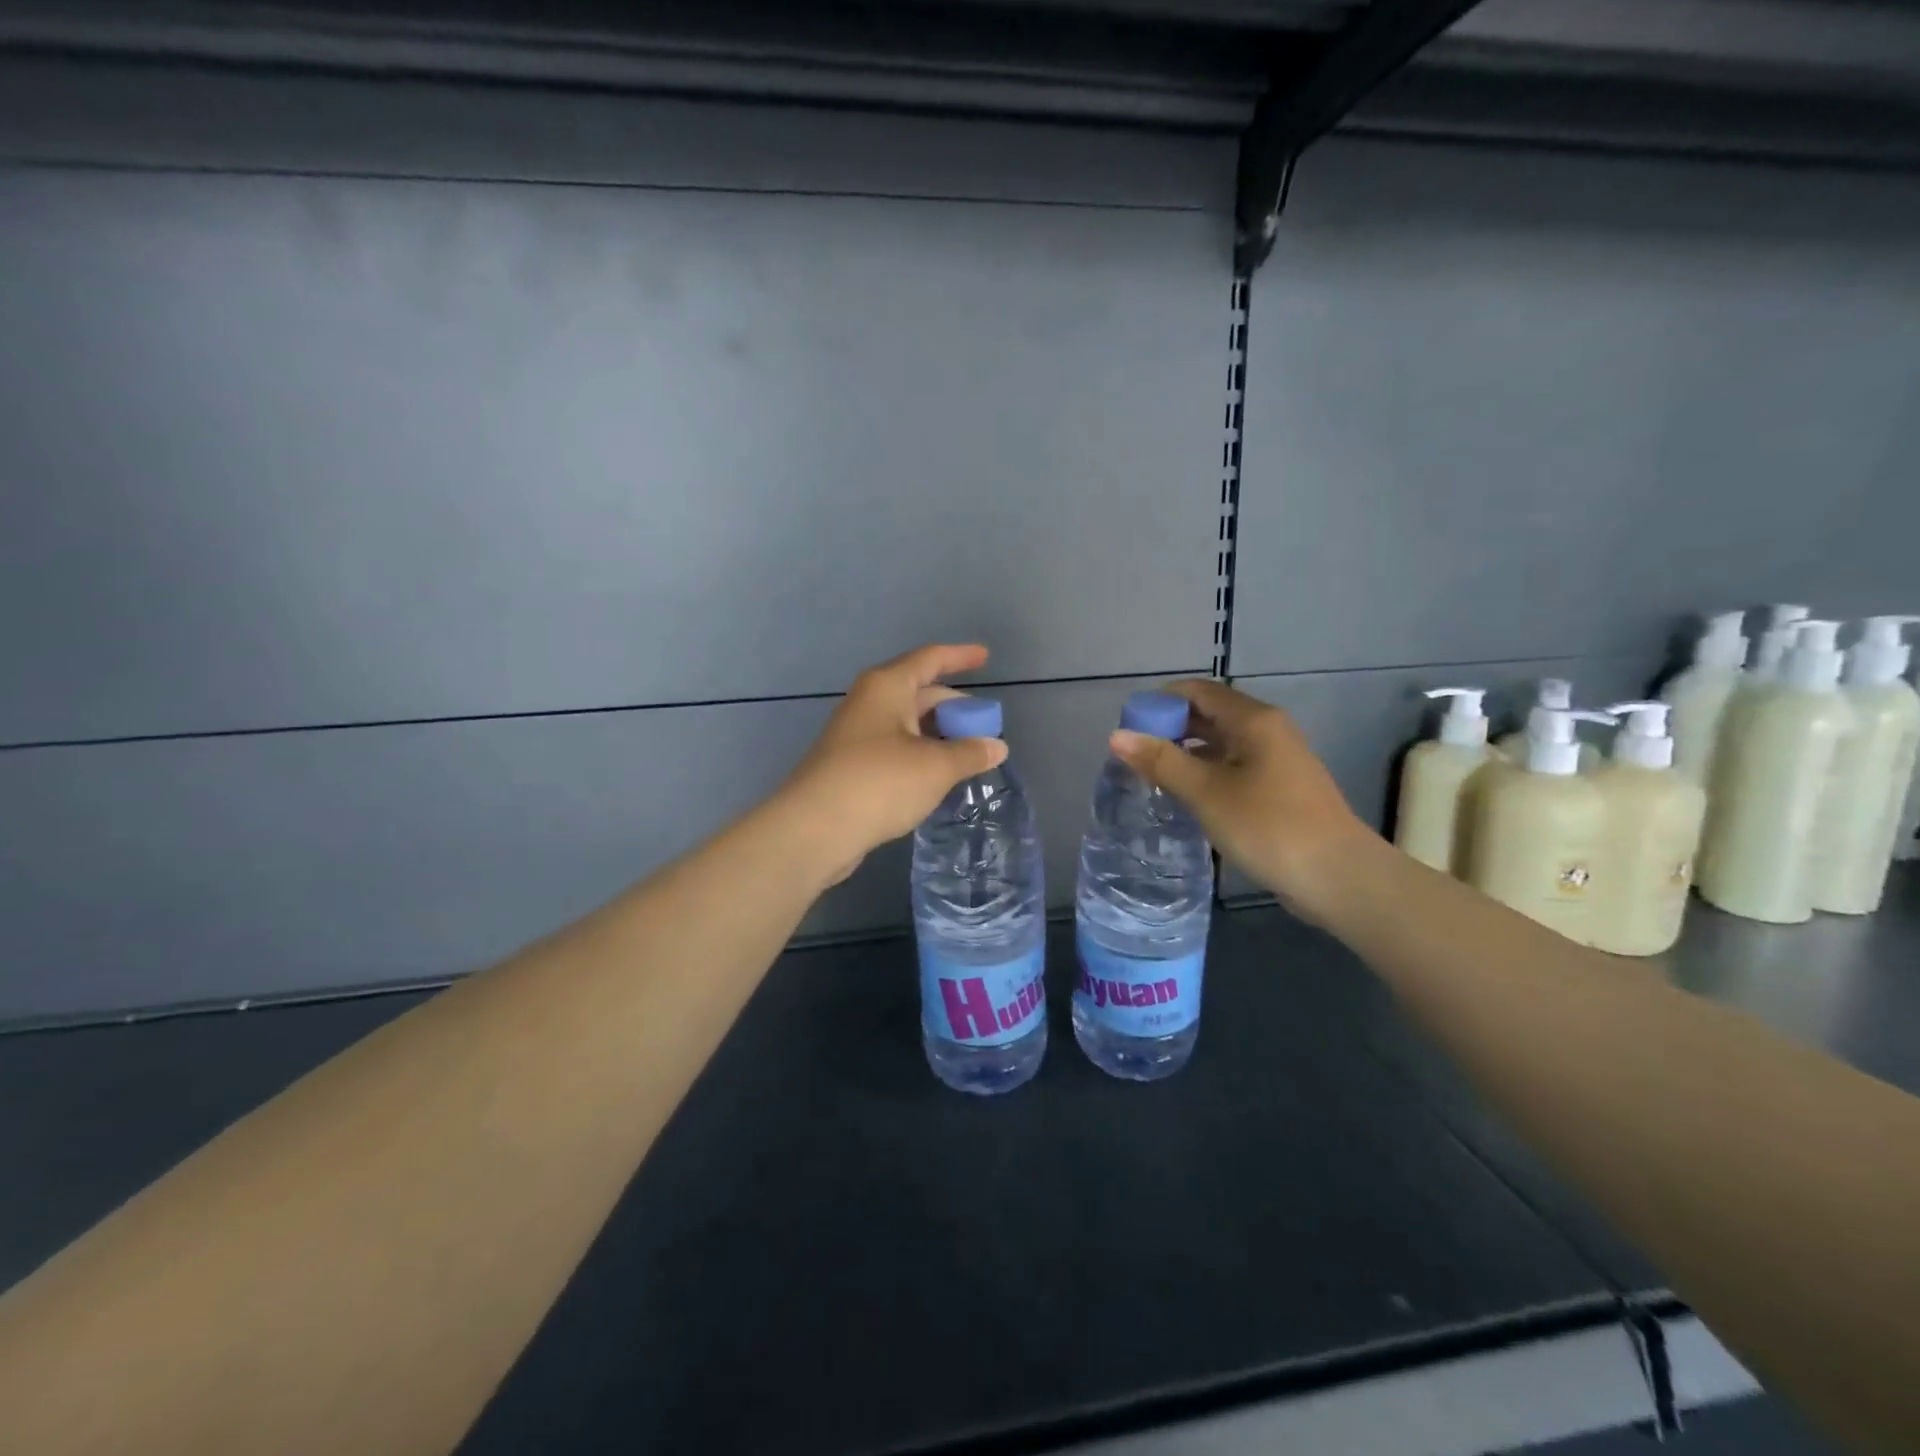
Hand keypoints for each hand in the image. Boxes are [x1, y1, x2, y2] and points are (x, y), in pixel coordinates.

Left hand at [781, 644, 1008, 885]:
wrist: (815, 828)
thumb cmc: (880, 782)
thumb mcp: (936, 766)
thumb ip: (970, 753)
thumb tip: (996, 746)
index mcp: (887, 687)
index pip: (930, 659)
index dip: (960, 656)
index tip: (986, 656)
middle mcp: (869, 702)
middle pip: (919, 693)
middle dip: (953, 706)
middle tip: (984, 725)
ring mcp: (857, 735)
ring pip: (907, 724)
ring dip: (938, 734)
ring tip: (969, 753)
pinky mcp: (851, 766)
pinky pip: (895, 749)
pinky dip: (921, 755)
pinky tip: (938, 776)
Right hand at [1110, 679, 1373, 923]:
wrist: (1338, 877)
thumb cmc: (1269, 827)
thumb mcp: (1207, 793)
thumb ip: (1161, 762)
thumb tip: (1116, 735)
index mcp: (1253, 720)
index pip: (1198, 691)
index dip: (1160, 701)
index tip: (1128, 726)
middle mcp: (1268, 730)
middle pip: (1210, 714)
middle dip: (1170, 728)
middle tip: (1133, 754)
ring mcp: (1277, 760)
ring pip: (1222, 743)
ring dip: (1186, 753)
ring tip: (1151, 776)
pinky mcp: (1280, 788)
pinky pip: (1234, 767)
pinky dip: (1206, 773)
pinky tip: (1185, 796)